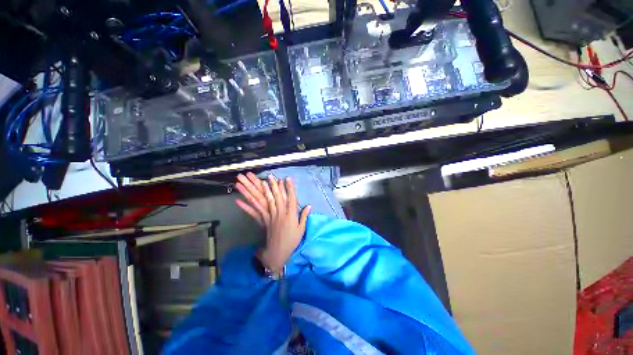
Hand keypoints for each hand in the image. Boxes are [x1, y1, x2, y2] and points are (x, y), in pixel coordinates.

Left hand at [235, 172, 310, 273]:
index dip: (289, 188)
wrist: (279, 252)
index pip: (291, 199)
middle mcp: (280, 214)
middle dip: (274, 186)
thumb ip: (304, 216)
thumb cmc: (292, 240)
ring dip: (263, 191)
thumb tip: (309, 206)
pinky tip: (242, 199)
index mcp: (291, 215)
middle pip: (277, 198)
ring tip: (260, 182)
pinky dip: (248, 206)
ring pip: (267, 202)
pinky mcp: (264, 221)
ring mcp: (271, 217)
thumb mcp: (301, 229)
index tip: (288, 179)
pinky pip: (256, 212)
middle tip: (270, 176)